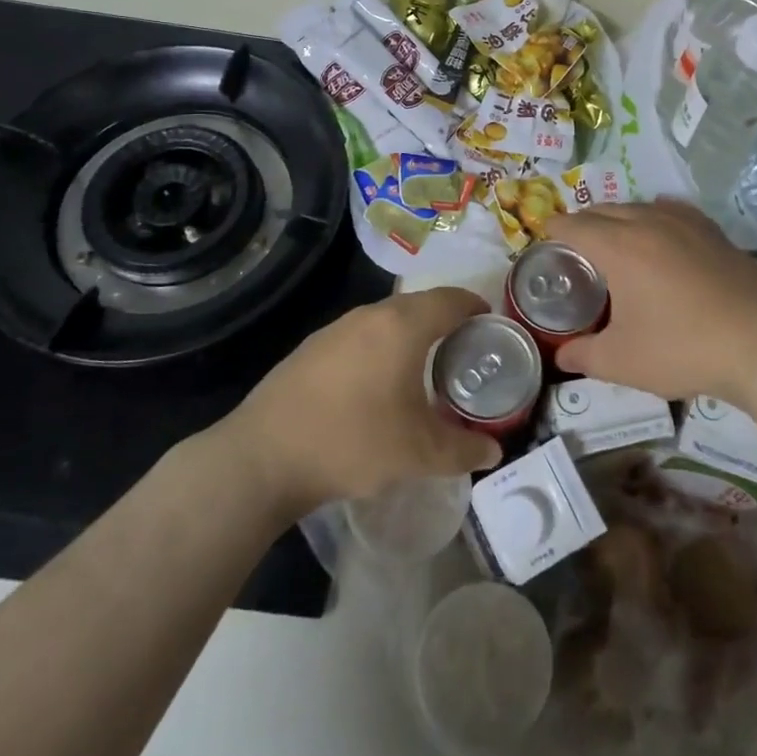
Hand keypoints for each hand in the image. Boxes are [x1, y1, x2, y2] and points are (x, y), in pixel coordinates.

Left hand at [226, 286, 503, 515]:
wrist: (264, 456)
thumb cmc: (352, 442)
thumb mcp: (417, 454)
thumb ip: (462, 450)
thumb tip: (493, 451)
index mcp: (403, 326)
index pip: (450, 299)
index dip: (474, 305)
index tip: (490, 321)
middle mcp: (371, 315)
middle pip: (419, 303)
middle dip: (445, 318)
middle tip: (463, 345)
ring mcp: (337, 328)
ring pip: (387, 317)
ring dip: (411, 331)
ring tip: (424, 362)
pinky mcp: (312, 347)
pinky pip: (361, 334)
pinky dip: (381, 344)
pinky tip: (377, 380)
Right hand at [547, 200, 756, 403]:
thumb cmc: (683, 348)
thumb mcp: (622, 361)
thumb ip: (584, 355)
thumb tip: (562, 356)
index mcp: (618, 246)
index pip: (575, 225)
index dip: (554, 229)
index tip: (544, 237)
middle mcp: (648, 223)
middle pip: (605, 210)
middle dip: (584, 222)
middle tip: (574, 244)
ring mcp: (684, 223)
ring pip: (639, 207)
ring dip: (618, 217)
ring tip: (614, 239)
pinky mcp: (713, 231)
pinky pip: (672, 210)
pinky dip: (654, 215)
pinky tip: (660, 230)